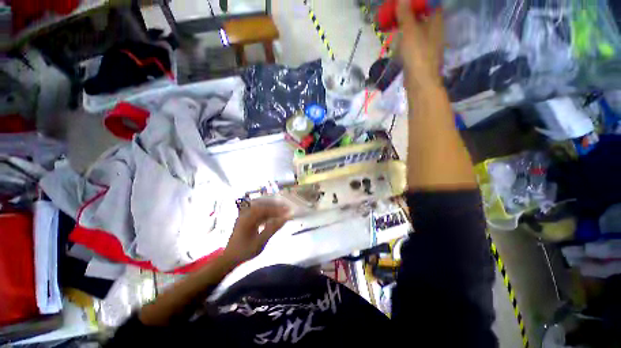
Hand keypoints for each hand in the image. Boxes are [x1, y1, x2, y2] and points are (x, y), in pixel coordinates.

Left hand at [223, 201, 289, 264]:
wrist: (229, 258)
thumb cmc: (244, 251)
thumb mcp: (260, 242)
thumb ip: (273, 228)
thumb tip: (285, 219)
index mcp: (247, 218)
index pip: (265, 209)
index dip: (277, 209)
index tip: (288, 211)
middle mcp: (245, 213)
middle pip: (263, 205)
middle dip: (276, 206)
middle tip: (287, 208)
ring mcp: (245, 215)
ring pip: (261, 207)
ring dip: (272, 209)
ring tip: (282, 211)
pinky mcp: (246, 219)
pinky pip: (259, 212)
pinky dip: (267, 213)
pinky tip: (273, 217)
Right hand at [396, 0, 443, 90]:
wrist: (419, 82)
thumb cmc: (417, 54)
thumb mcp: (410, 31)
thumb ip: (406, 14)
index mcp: (435, 21)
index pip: (429, 4)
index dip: (417, 2)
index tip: (402, 3)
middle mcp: (434, 30)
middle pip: (421, 16)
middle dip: (407, 14)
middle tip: (393, 13)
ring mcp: (427, 43)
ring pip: (415, 29)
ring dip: (403, 27)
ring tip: (391, 26)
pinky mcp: (419, 55)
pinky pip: (412, 42)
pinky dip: (404, 39)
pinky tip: (396, 42)